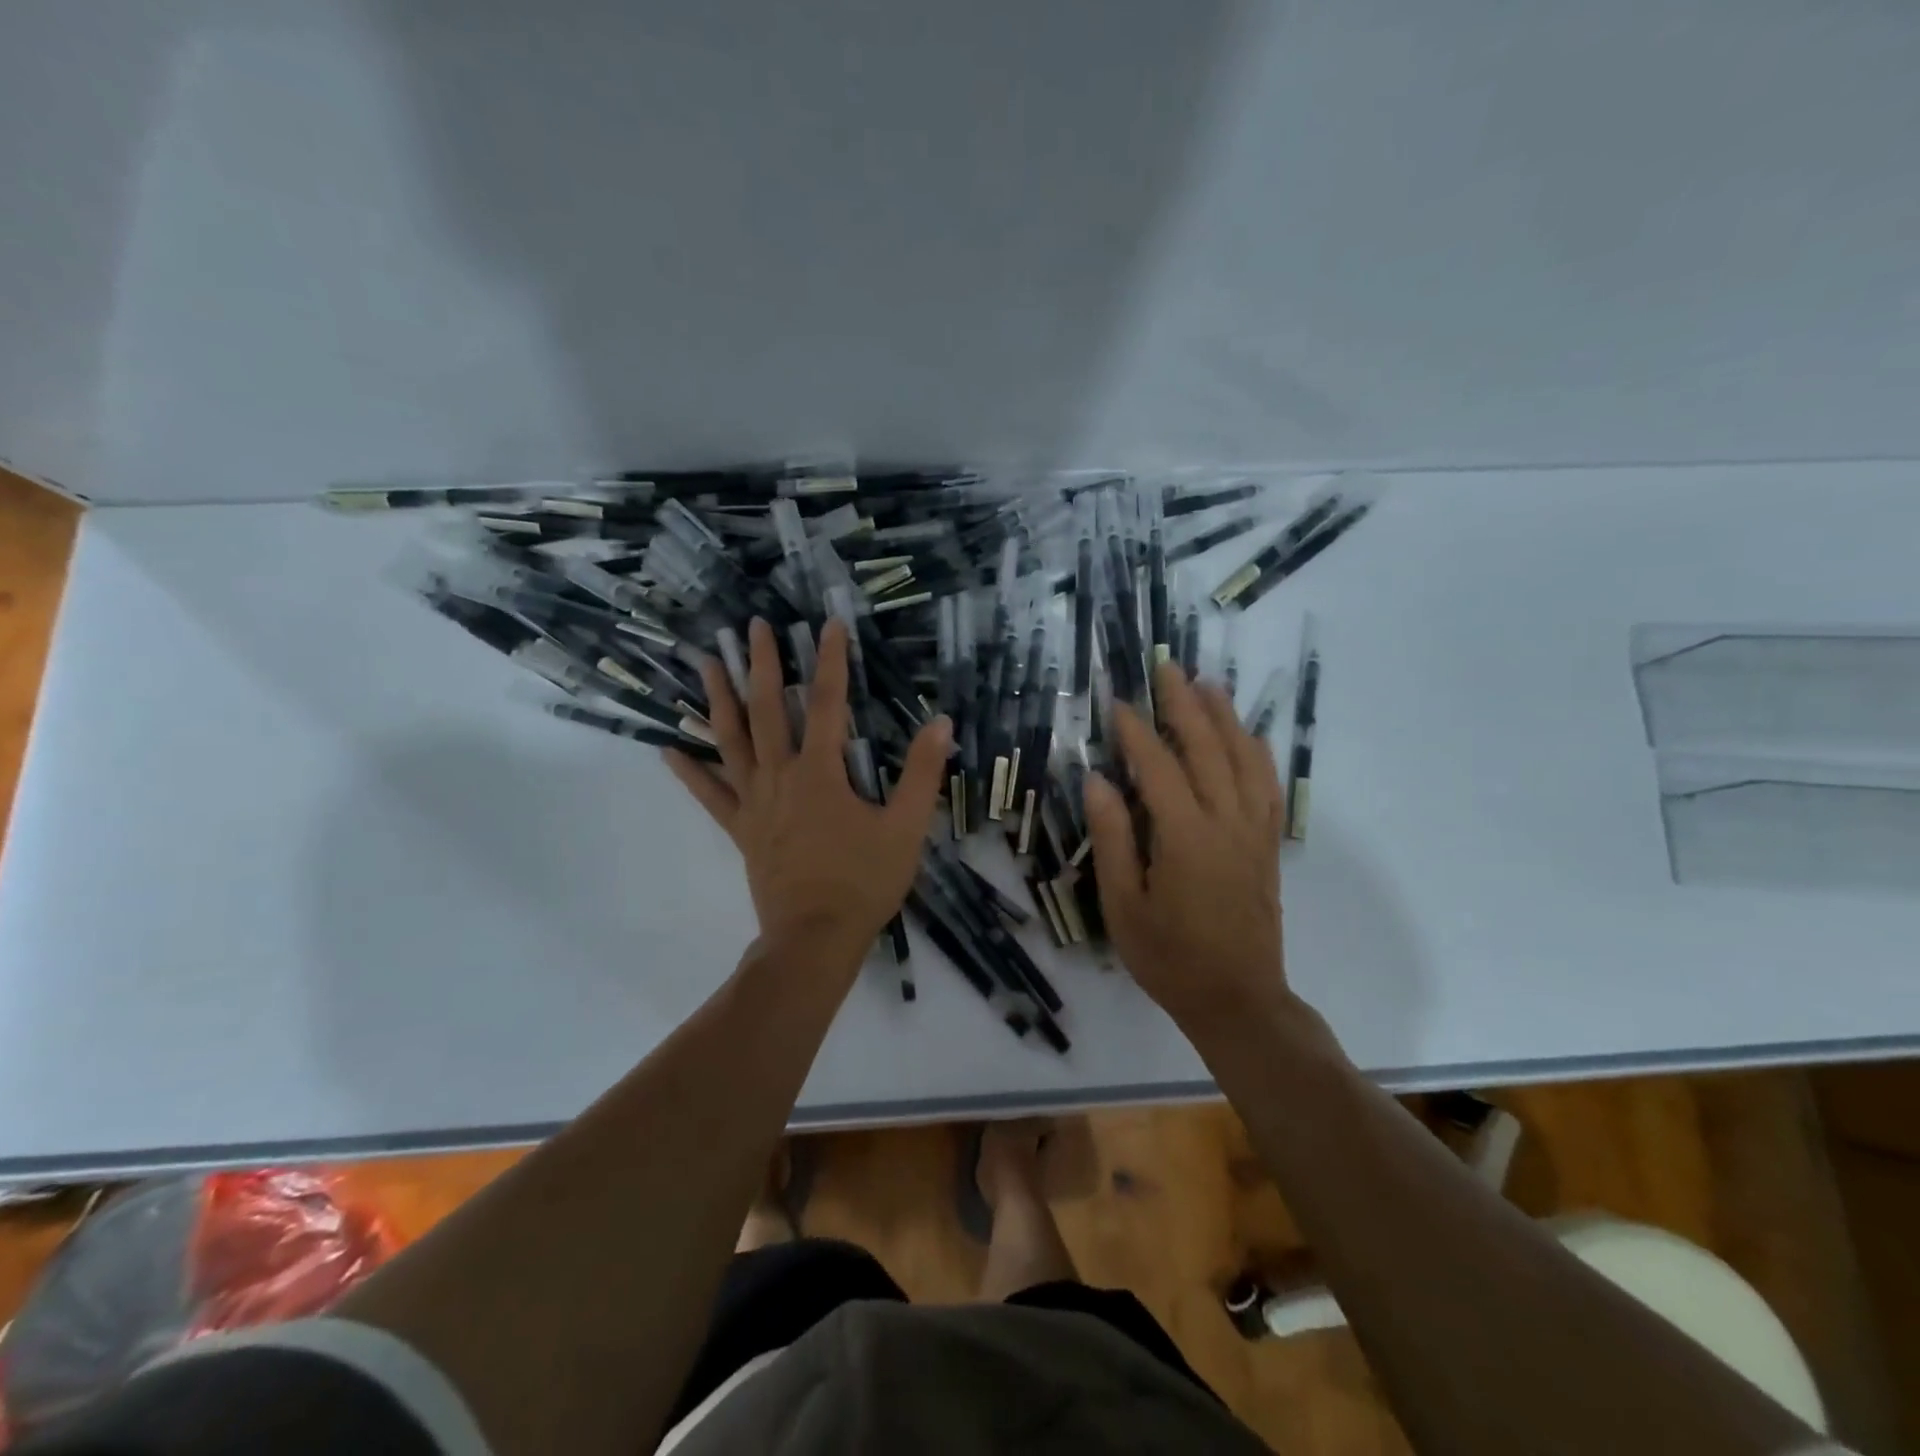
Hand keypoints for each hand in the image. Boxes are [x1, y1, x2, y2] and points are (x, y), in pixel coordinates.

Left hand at [665, 617, 950, 969]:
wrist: (815, 938)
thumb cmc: (864, 882)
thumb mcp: (906, 828)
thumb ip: (922, 774)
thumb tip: (941, 723)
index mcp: (820, 773)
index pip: (827, 703)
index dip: (831, 661)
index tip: (829, 624)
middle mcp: (780, 777)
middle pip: (767, 710)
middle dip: (761, 665)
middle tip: (753, 627)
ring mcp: (754, 803)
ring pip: (731, 742)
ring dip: (718, 700)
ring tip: (704, 663)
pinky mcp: (741, 830)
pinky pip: (709, 795)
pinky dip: (689, 772)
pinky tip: (668, 749)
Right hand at [1086, 661, 1290, 1030]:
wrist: (1238, 998)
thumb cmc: (1169, 957)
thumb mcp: (1122, 905)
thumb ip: (1112, 838)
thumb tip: (1097, 781)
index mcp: (1185, 837)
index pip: (1158, 767)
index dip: (1136, 731)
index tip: (1119, 702)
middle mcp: (1225, 822)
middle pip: (1207, 748)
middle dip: (1184, 704)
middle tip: (1166, 668)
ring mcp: (1253, 830)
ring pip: (1243, 758)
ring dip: (1225, 716)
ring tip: (1207, 684)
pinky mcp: (1267, 843)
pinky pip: (1267, 784)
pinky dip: (1256, 751)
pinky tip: (1246, 735)